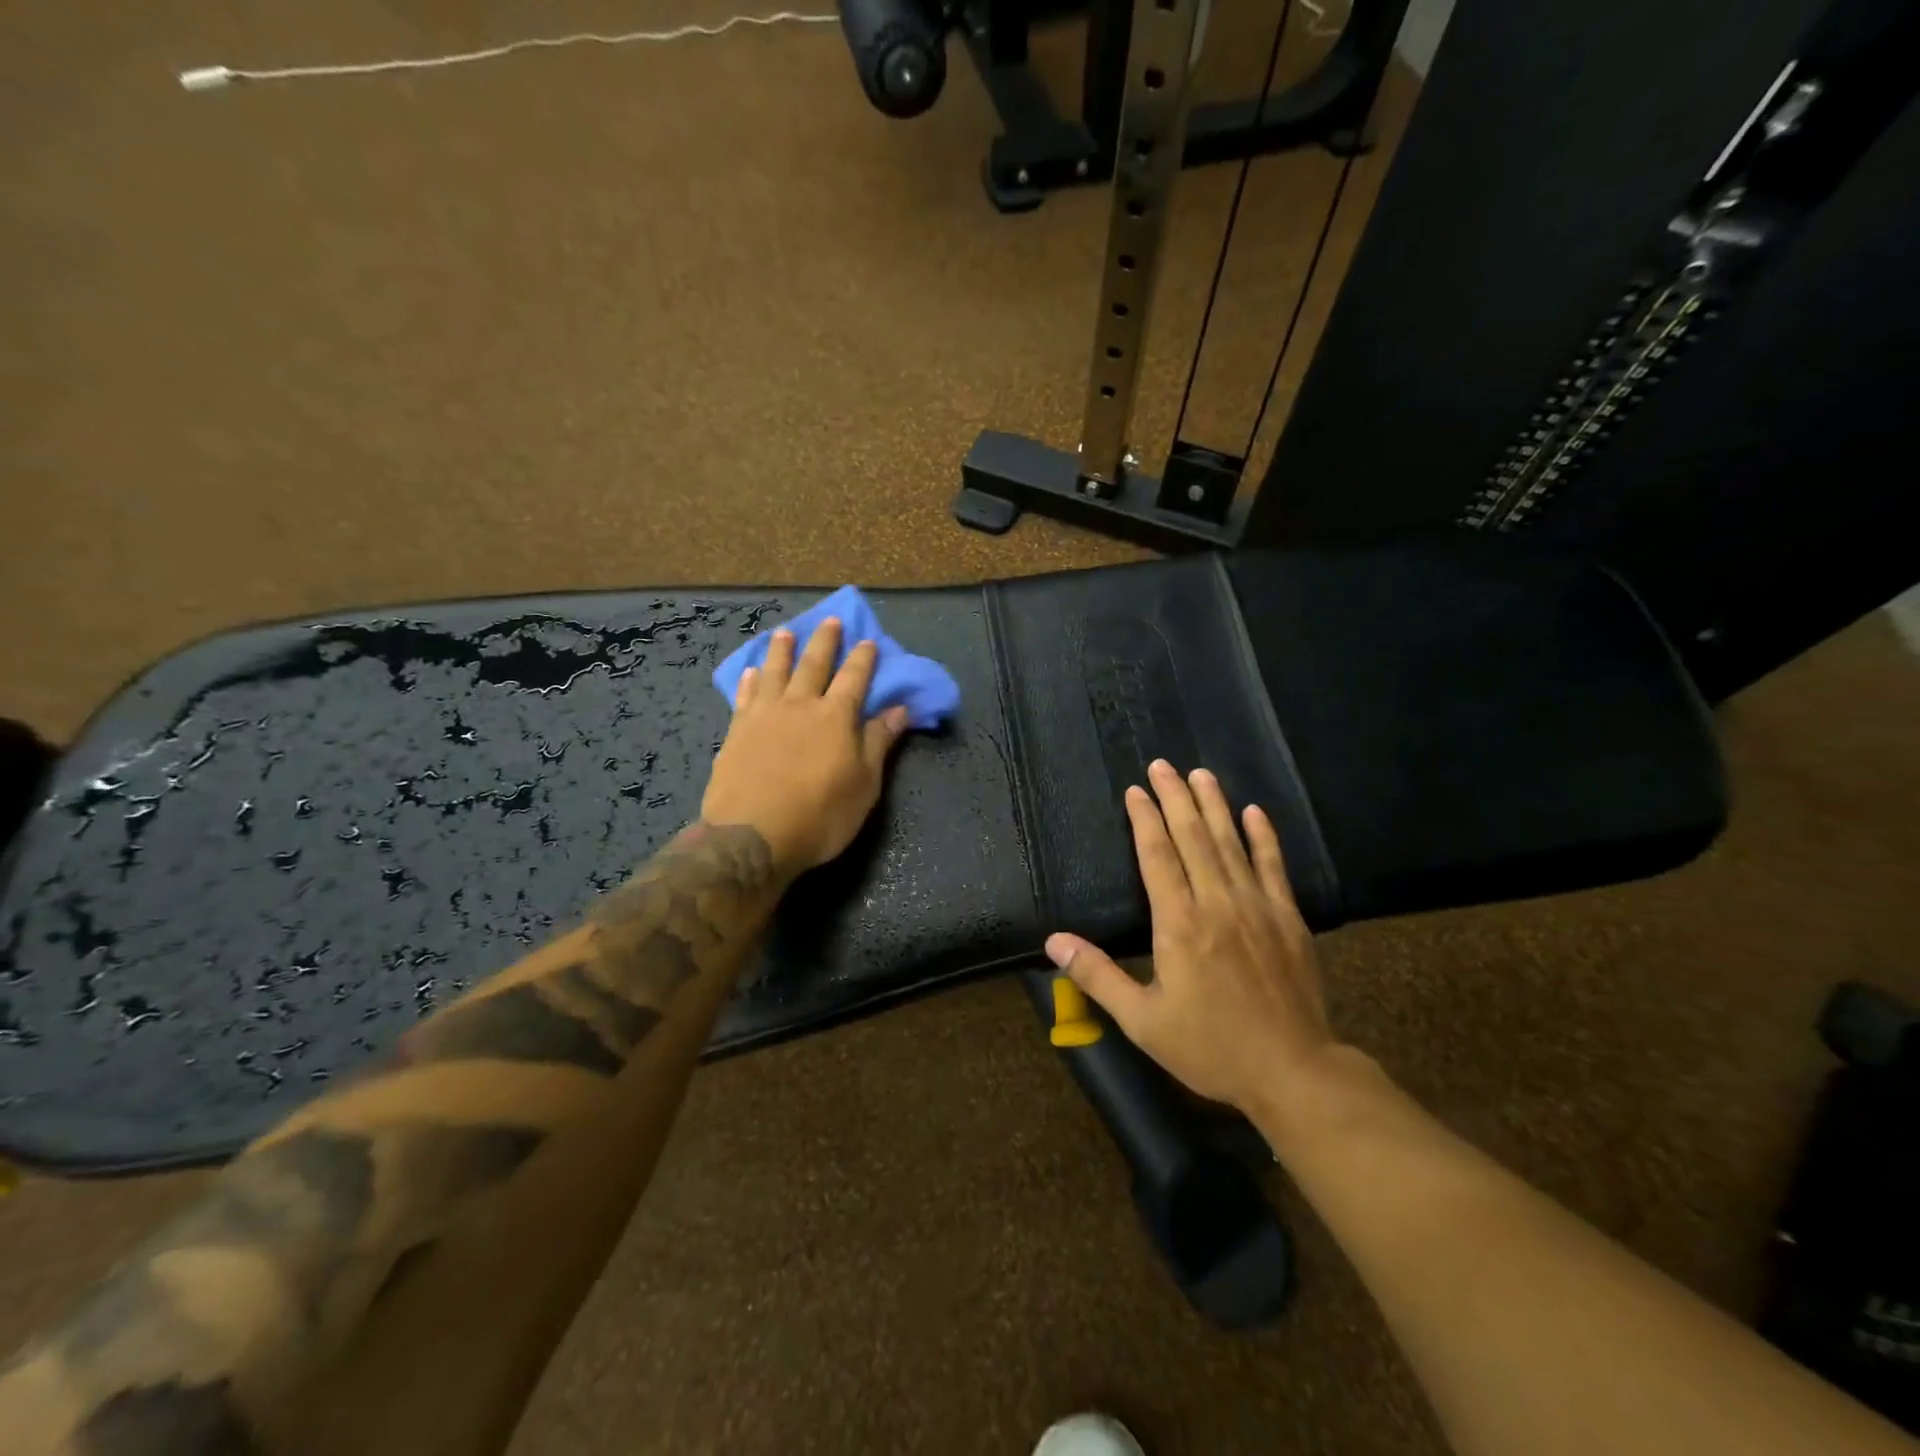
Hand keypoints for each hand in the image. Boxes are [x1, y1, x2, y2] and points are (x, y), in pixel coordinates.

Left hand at [701, 618, 909, 877]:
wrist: (753, 837)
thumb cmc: (820, 816)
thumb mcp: (864, 786)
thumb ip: (879, 743)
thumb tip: (899, 710)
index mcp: (836, 717)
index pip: (854, 678)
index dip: (863, 658)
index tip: (867, 640)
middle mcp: (800, 705)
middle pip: (814, 664)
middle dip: (825, 641)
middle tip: (829, 620)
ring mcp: (764, 715)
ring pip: (775, 671)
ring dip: (782, 650)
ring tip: (785, 632)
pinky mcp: (737, 731)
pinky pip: (745, 695)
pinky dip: (750, 680)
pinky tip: (751, 671)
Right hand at [1044, 759, 1336, 1117]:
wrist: (1293, 1071)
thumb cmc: (1210, 1047)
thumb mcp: (1142, 1020)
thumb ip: (1097, 976)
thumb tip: (1053, 941)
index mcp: (1179, 923)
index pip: (1158, 856)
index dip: (1145, 820)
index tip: (1136, 791)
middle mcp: (1217, 902)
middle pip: (1192, 837)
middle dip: (1175, 798)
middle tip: (1163, 765)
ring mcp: (1257, 907)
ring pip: (1231, 843)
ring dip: (1214, 806)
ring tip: (1201, 774)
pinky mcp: (1288, 918)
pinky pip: (1274, 867)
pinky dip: (1264, 837)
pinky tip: (1255, 812)